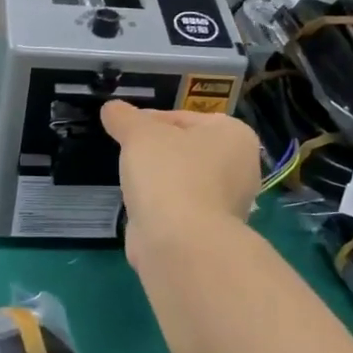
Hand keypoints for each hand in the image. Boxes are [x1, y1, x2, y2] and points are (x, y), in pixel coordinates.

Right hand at [100, 101, 262, 251]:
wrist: (180, 243)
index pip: (185, 117)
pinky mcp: (210, 232)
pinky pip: (180, 209)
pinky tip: (141, 208)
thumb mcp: (139, 134)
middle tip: (127, 152)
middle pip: (186, 149)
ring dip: (158, 180)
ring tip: (131, 180)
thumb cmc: (168, 174)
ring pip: (183, 180)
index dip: (150, 120)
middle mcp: (240, 168)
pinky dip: (161, 206)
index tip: (125, 128)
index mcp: (234, 135)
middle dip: (157, 151)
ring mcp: (228, 204)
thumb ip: (124, 117)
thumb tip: (111, 108)